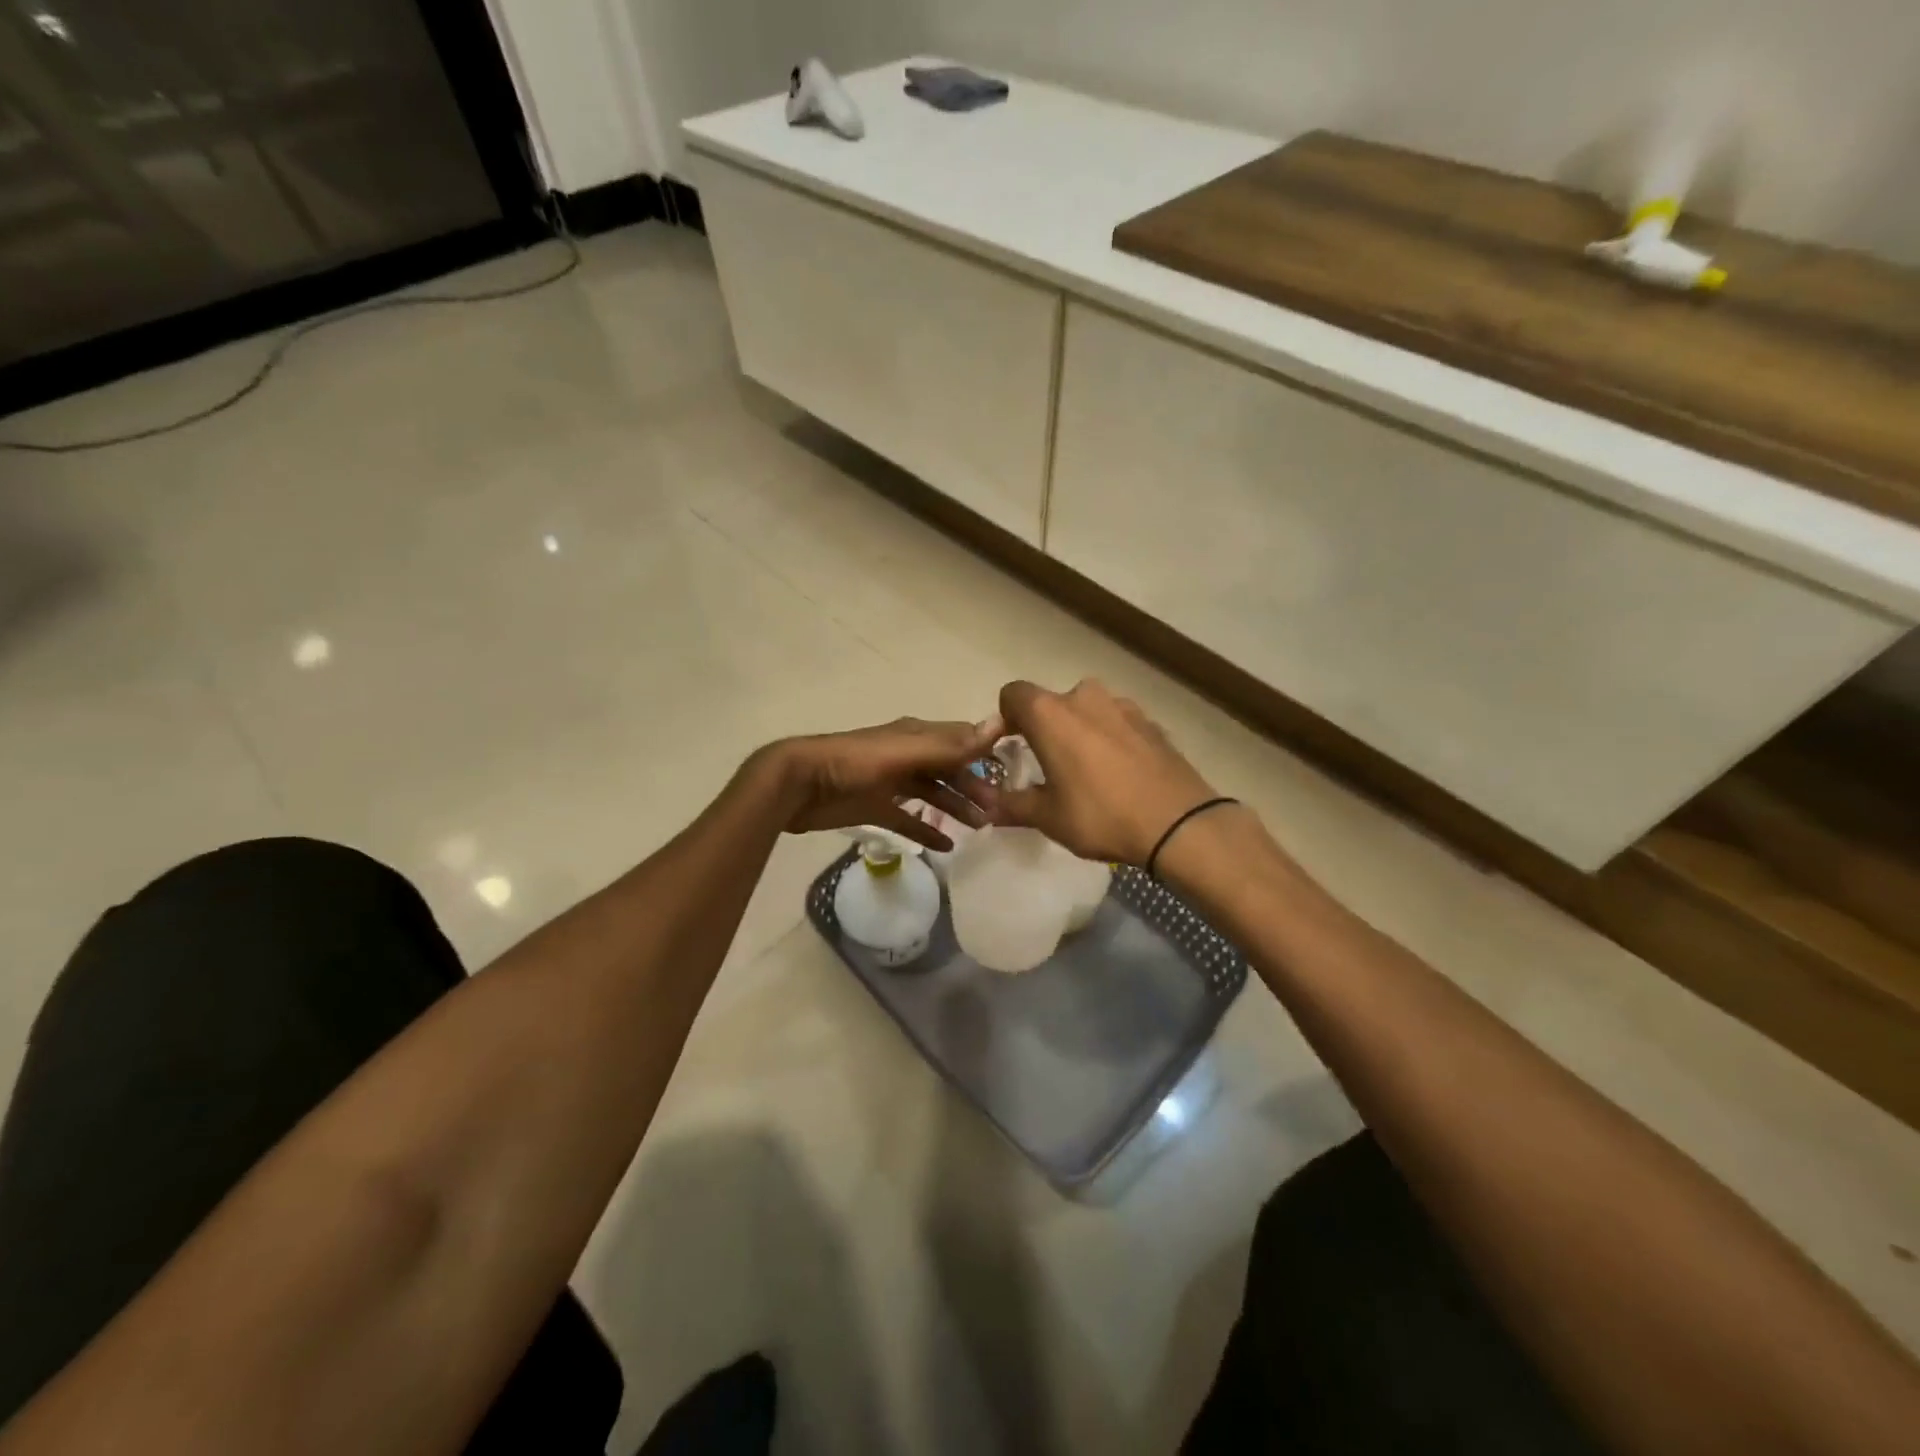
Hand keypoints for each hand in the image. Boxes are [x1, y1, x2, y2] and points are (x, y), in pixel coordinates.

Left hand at [766, 717, 999, 851]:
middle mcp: (907, 755)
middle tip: (997, 812)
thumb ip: (948, 745)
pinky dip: (927, 831)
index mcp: (916, 736)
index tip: (1014, 773)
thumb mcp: (903, 752)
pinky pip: (909, 819)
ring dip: (957, 807)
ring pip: (933, 793)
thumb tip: (998, 724)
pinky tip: (947, 847)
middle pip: (950, 769)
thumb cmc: (851, 764)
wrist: (798, 786)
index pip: (961, 740)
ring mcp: (891, 782)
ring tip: (981, 827)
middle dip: (974, 786)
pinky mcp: (876, 807)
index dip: (987, 754)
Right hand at [988, 679, 1219, 864]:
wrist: (1178, 823)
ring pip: (1087, 711)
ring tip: (1085, 772)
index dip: (1004, 718)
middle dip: (1043, 729)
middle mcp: (1084, 697)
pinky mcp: (1151, 722)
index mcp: (1050, 713)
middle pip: (1051, 703)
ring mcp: (1123, 706)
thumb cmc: (1101, 815)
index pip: (1013, 694)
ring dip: (1078, 732)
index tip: (1008, 747)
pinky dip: (1109, 739)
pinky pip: (1117, 724)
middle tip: (1046, 766)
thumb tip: (987, 805)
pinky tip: (1118, 774)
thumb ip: (1012, 805)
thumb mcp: (1047, 817)